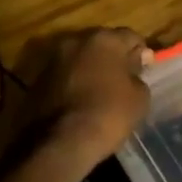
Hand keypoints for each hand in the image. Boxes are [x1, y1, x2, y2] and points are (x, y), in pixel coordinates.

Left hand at [9, 27, 150, 180]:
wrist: (58, 144)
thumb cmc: (107, 115)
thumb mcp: (139, 98)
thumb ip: (139, 77)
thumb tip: (133, 69)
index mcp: (104, 39)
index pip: (131, 37)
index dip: (141, 53)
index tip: (145, 70)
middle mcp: (76, 41)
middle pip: (102, 44)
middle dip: (113, 58)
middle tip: (123, 79)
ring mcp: (52, 60)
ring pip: (79, 59)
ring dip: (90, 70)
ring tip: (99, 93)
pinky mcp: (36, 81)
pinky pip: (63, 77)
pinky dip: (72, 84)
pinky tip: (80, 103)